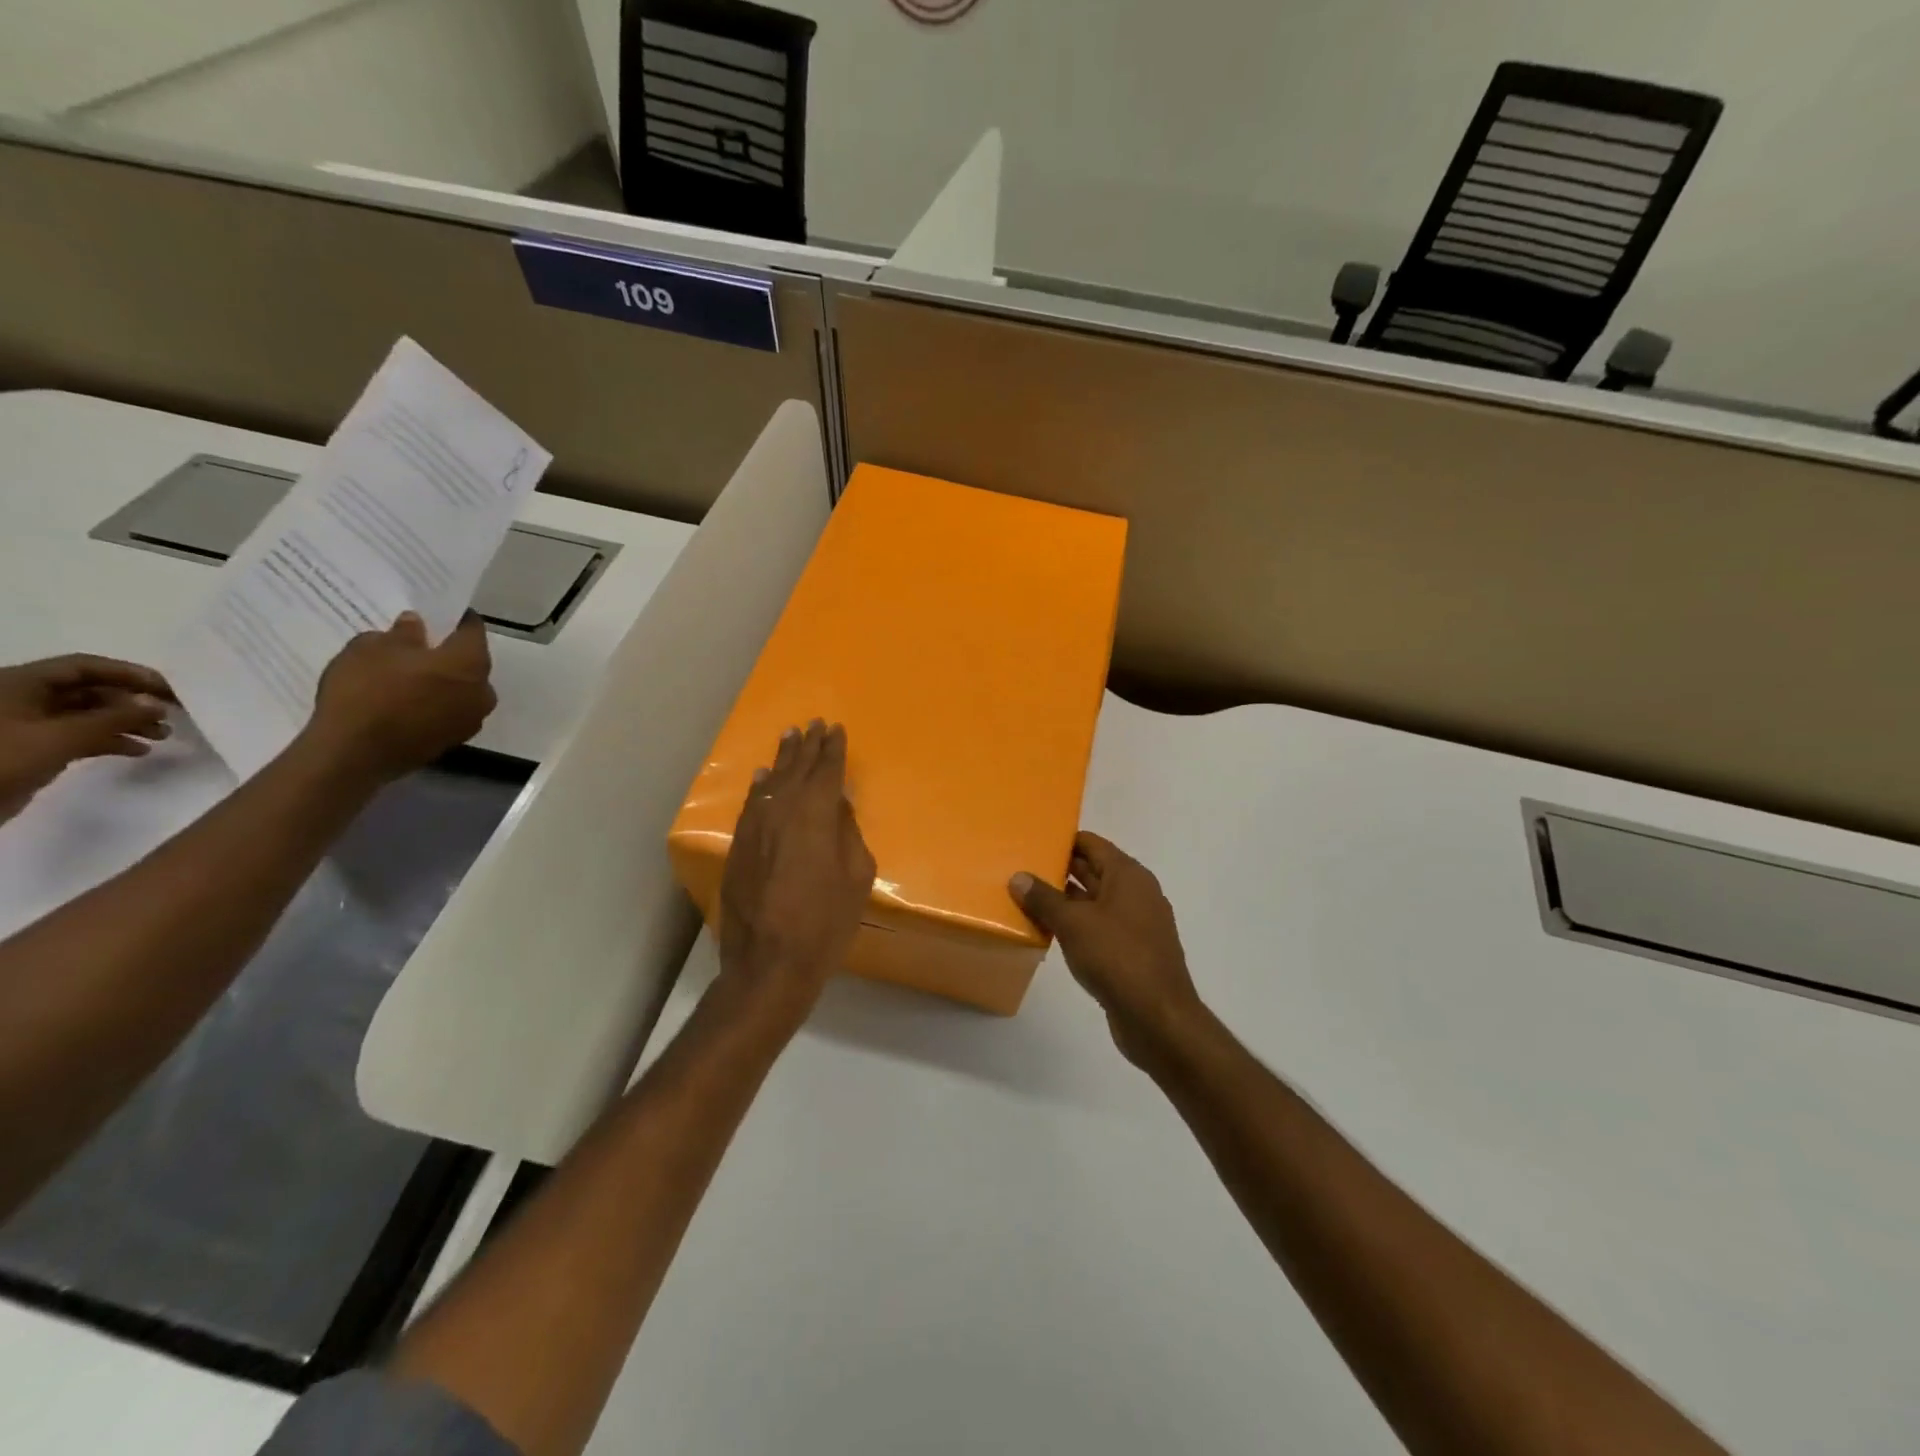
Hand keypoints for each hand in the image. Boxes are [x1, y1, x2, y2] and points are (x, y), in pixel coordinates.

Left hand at [0, 655, 173, 823]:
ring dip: (128, 723)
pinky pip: (81, 736)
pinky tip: (139, 751)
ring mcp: (30, 724)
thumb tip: (158, 703)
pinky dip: (112, 740)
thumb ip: (115, 717)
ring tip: (162, 735)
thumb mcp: (63, 735)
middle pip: (90, 690)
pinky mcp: (36, 746)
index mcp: (21, 683)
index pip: (85, 667)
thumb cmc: (4, 756)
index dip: (129, 674)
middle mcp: (26, 698)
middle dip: (133, 703)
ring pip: (90, 715)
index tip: (169, 690)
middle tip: (171, 715)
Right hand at [304, 612, 495, 780]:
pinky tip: (408, 699)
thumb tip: (416, 625)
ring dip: (444, 679)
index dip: (457, 619)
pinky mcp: (453, 740)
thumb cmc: (367, 691)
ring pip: (462, 689)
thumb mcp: (373, 648)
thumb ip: (402, 634)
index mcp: (471, 663)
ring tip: (412, 671)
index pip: (473, 631)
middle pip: (471, 662)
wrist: (354, 754)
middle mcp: (482, 692)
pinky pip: (449, 711)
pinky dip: (435, 702)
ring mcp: (471, 720)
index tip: (442, 612)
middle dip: (450, 651)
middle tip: (422, 642)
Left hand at [718, 720, 875, 1025]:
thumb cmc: (825, 922)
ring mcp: (755, 827)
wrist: (769, 962)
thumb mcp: (857, 877)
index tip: (836, 729)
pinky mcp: (738, 846)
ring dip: (783, 758)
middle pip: (796, 769)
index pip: (826, 770)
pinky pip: (752, 804)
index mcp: (815, 814)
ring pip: (771, 782)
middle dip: (808, 746)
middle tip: (814, 724)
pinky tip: (764, 776)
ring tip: (791, 737)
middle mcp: (782, 810)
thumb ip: (848, 833)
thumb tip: (838, 807)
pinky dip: (760, 786)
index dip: (833, 749)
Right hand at [1011, 833, 1204, 1065]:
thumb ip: (1044, 898)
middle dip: (1059, 870)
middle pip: (1093, 870)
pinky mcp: (1131, 952)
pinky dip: (1076, 925)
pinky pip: (1098, 927)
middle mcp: (1136, 893)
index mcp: (1128, 876)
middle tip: (1021, 868)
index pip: (1092, 844)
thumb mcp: (1073, 923)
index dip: (1063, 840)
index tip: (1033, 840)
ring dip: (1065, 901)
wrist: (1158, 1017)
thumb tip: (1018, 877)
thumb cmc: (1117, 957)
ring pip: (1094, 901)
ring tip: (1026, 898)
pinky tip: (1049, 932)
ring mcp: (1136, 924)